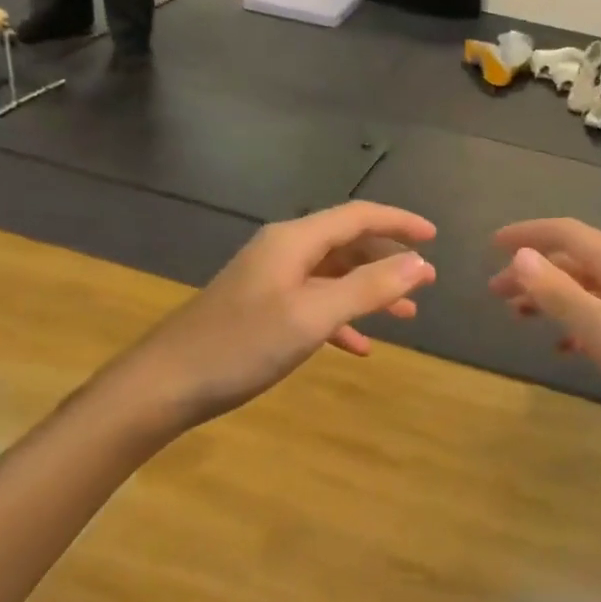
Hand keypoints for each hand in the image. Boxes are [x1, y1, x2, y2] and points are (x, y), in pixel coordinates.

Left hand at [108, 202, 436, 432]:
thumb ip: (368, 288)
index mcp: (294, 241)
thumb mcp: (313, 315)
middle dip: (389, 261)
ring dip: (370, 292)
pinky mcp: (262, 309)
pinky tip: (359, 346)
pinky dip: (342, 318)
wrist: (164, 385)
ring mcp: (270, 281)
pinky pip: (314, 303)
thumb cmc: (241, 345)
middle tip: (427, 282)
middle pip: (347, 244)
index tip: (436, 238)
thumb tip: (419, 264)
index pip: (358, 216)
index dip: (400, 223)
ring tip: (406, 315)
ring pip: (334, 276)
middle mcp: (283, 251)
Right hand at [490, 219, 600, 439]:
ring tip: (520, 317)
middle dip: (534, 271)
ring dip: (553, 296)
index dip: (526, 235)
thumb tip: (520, 255)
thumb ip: (560, 293)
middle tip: (496, 293)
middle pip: (574, 258)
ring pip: (589, 285)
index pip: (565, 233)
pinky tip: (567, 346)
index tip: (490, 245)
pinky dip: (579, 319)